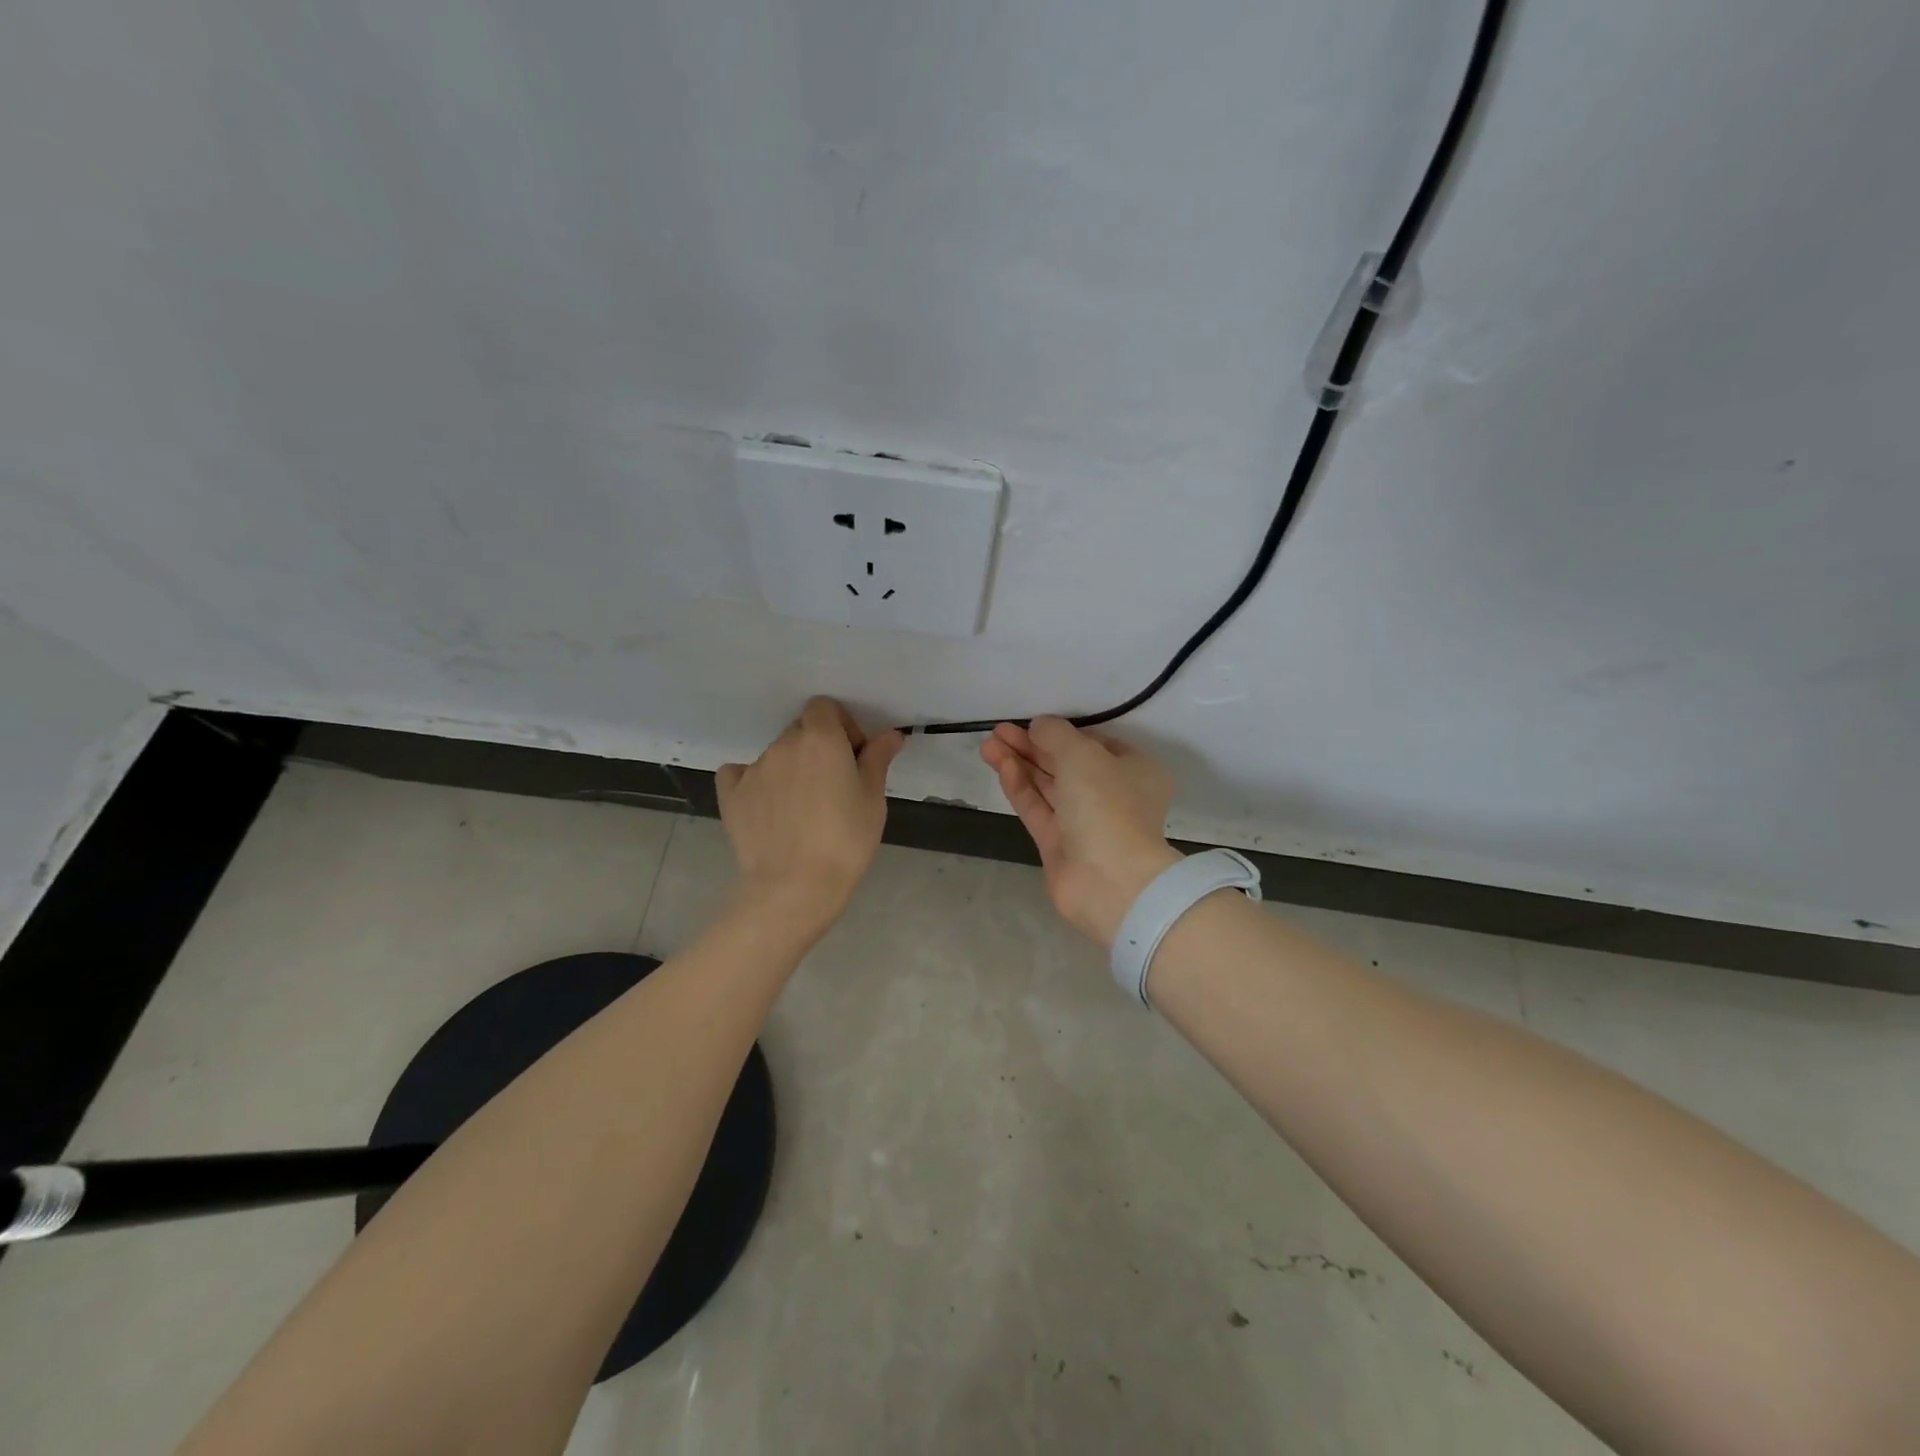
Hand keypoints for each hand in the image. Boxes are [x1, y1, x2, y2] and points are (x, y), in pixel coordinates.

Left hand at [717, 698, 903, 933]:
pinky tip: (767, 806)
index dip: (840, 726)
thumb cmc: (845, 840)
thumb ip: (877, 759)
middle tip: (832, 784)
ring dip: (790, 768)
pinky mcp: (731, 794)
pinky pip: (740, 774)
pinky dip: (754, 782)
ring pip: (776, 755)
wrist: (795, 886)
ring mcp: (753, 768)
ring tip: (802, 807)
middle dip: (817, 747)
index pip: (824, 707)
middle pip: (800, 730)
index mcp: (820, 738)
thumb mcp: (872, 799)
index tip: (852, 756)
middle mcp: (783, 744)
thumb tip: (890, 734)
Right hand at [981, 717, 1180, 947]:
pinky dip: (1020, 786)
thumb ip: (1056, 734)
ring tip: (988, 744)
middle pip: (1066, 764)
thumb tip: (1039, 726)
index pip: (1095, 743)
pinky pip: (1038, 808)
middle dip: (1032, 746)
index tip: (1032, 723)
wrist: (1111, 881)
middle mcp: (1113, 794)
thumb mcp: (1083, 754)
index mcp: (1135, 770)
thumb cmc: (1108, 805)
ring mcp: (1085, 822)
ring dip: (1020, 764)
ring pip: (1048, 786)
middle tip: (999, 730)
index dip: (1062, 732)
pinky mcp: (1060, 844)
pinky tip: (1000, 765)